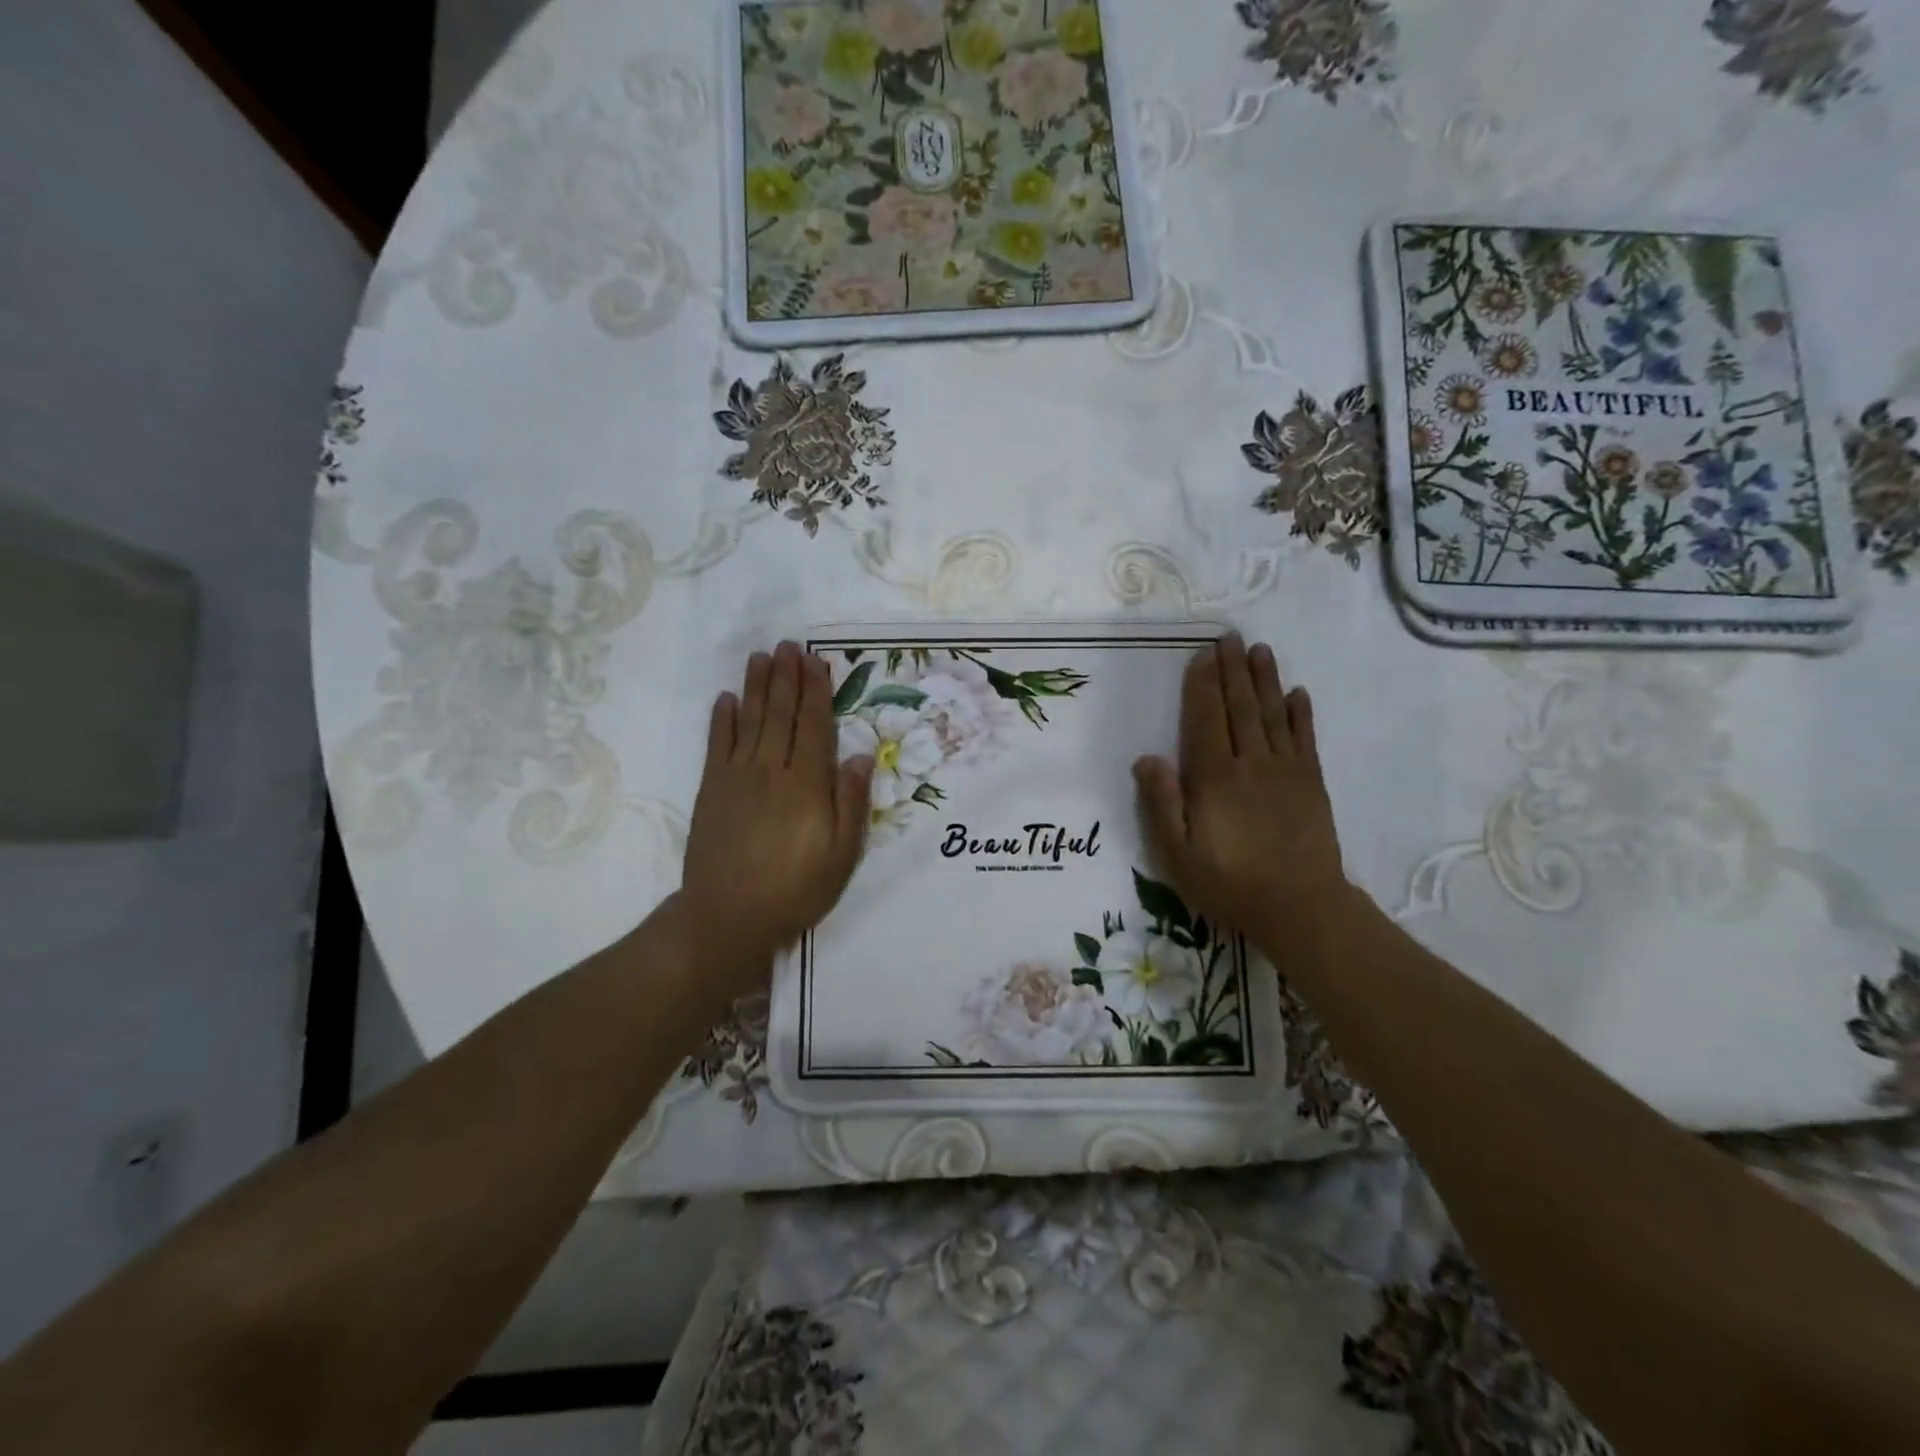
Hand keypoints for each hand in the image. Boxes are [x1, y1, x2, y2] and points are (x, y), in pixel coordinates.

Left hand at [679, 642, 874, 995]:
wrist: (727, 916)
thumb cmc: (795, 889)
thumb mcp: (841, 855)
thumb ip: (851, 802)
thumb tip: (861, 756)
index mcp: (806, 784)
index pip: (814, 726)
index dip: (816, 691)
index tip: (816, 661)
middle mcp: (772, 770)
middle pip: (781, 714)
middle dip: (786, 677)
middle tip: (788, 645)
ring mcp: (737, 778)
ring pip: (749, 721)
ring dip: (756, 687)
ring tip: (760, 656)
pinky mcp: (711, 790)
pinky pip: (717, 745)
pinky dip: (722, 720)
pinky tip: (726, 699)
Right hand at [1133, 633, 1349, 942]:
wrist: (1300, 907)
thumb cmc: (1229, 882)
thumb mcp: (1177, 853)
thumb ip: (1161, 803)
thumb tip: (1146, 758)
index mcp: (1214, 777)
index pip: (1206, 719)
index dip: (1203, 685)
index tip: (1202, 655)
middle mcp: (1251, 763)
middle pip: (1240, 707)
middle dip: (1233, 669)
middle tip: (1230, 636)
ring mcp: (1285, 771)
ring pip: (1272, 714)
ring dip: (1265, 680)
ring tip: (1260, 650)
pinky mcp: (1312, 783)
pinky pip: (1304, 739)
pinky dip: (1301, 714)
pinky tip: (1298, 693)